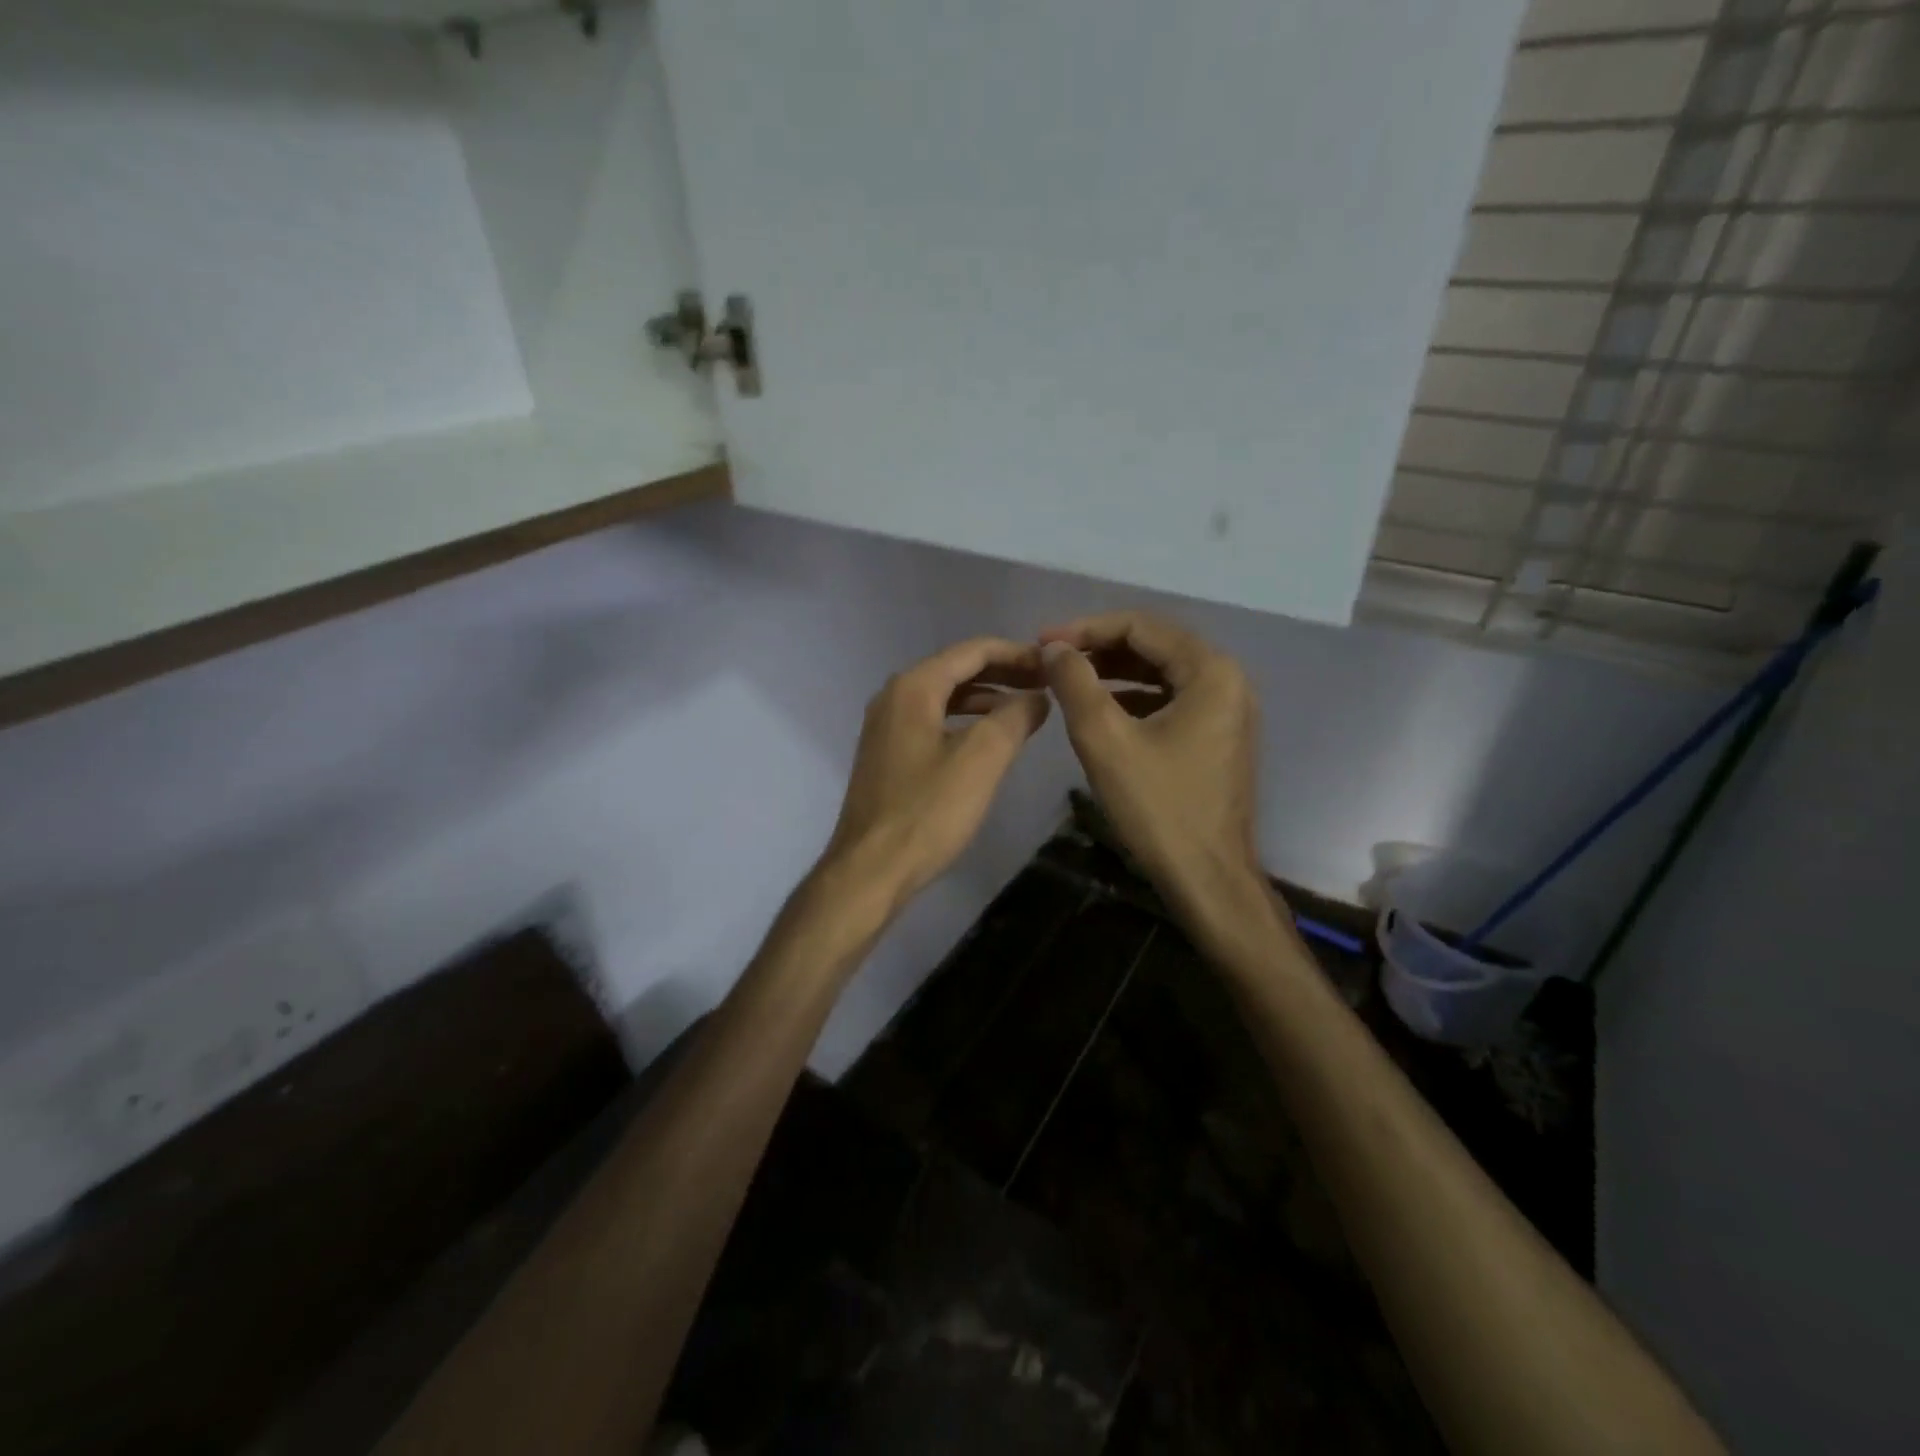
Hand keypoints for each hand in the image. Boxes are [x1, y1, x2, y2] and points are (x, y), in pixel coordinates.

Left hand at [820, 637, 1050, 914]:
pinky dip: (965, 722)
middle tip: (1045, 685)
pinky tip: (988, 741)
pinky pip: (932, 722)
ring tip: (1026, 711)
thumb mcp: (981, 759)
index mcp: (913, 688)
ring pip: (944, 697)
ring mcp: (886, 727)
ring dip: (986, 699)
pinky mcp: (887, 755)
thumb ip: (1014, 717)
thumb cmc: (927, 811)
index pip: (972, 651)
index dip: (1017, 653)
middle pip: (956, 669)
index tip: (1053, 666)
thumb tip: (1037, 696)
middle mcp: (893, 697)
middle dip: (1003, 674)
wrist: (870, 870)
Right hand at [1039, 612, 1262, 916]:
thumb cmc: (1158, 807)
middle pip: (1154, 645)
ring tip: (1068, 679)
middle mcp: (1228, 680)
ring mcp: (1228, 709)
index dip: (1086, 628)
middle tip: (1052, 658)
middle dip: (1099, 648)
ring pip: (1162, 673)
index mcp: (1210, 671)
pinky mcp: (1219, 736)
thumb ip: (1076, 683)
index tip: (1042, 641)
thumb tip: (1054, 648)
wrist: (1208, 878)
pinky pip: (1172, 700)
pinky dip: (1134, 698)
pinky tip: (1100, 709)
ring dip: (1115, 672)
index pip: (1140, 626)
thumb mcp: (1105, 740)